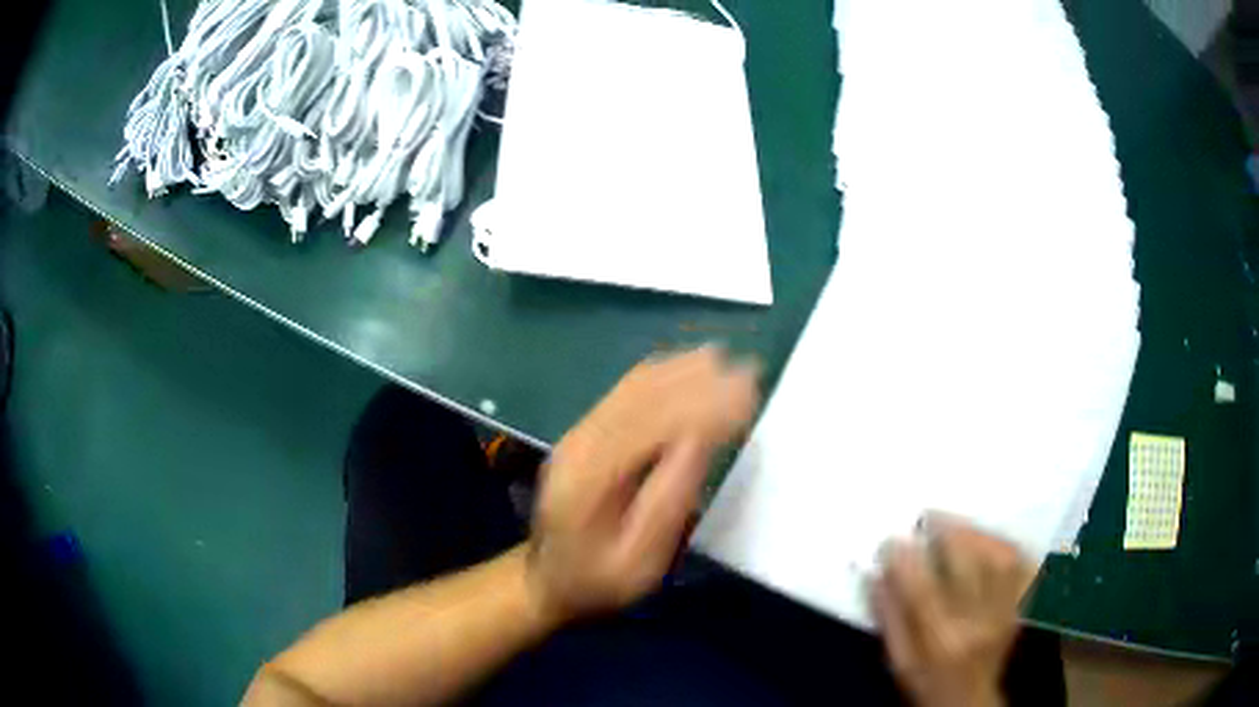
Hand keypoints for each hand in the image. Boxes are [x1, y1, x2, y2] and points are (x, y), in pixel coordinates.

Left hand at [526, 346, 759, 623]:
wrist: (546, 578)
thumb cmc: (599, 580)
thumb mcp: (639, 562)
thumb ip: (668, 504)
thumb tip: (699, 443)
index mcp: (593, 476)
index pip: (657, 423)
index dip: (707, 404)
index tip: (750, 392)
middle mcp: (583, 441)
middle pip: (647, 395)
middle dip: (702, 380)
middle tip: (751, 371)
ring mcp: (581, 431)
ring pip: (637, 384)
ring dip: (686, 370)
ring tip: (729, 361)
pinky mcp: (586, 430)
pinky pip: (628, 389)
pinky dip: (665, 372)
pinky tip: (691, 367)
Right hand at [872, 514, 1034, 706]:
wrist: (968, 700)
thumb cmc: (926, 682)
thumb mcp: (898, 661)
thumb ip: (888, 619)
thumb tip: (876, 574)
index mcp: (940, 638)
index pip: (921, 589)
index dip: (905, 558)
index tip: (891, 540)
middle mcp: (976, 620)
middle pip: (967, 563)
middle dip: (946, 531)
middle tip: (929, 517)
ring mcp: (1004, 611)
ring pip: (998, 557)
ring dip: (978, 532)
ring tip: (958, 523)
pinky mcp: (1020, 605)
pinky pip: (1022, 565)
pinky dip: (1007, 545)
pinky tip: (991, 538)